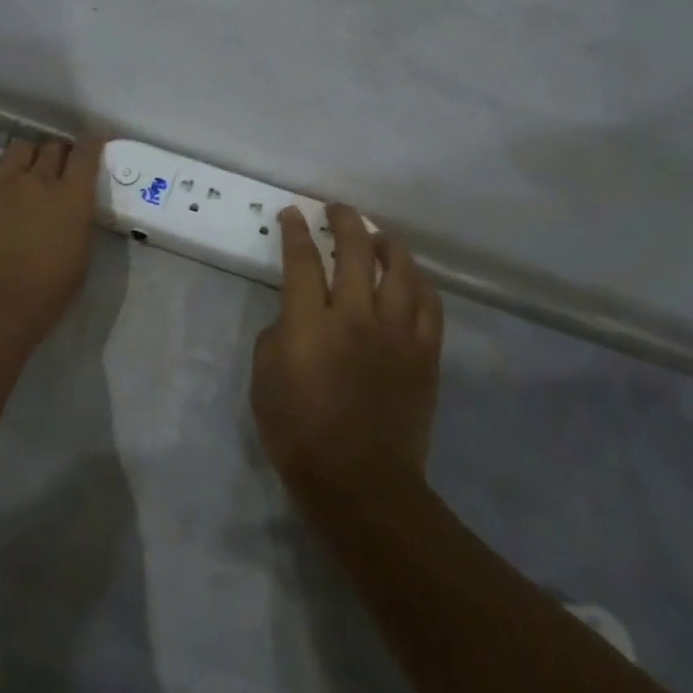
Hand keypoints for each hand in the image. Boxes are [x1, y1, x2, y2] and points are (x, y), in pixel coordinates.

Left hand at [0, 136, 104, 346]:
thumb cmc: (42, 294)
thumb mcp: (79, 259)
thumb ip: (76, 224)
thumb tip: (71, 210)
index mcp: (71, 197)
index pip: (86, 153)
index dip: (90, 143)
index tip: (91, 142)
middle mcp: (36, 178)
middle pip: (50, 147)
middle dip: (55, 152)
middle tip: (53, 166)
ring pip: (16, 148)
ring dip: (23, 157)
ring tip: (18, 171)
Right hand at [251, 203, 443, 493]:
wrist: (361, 482)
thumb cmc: (299, 434)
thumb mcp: (263, 381)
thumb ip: (277, 337)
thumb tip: (294, 318)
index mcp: (310, 324)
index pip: (302, 261)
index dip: (296, 231)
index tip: (293, 214)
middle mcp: (356, 316)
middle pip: (355, 251)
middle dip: (345, 221)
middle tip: (337, 210)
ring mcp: (397, 333)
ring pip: (401, 269)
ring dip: (386, 243)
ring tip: (377, 236)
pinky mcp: (425, 353)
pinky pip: (429, 304)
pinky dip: (419, 283)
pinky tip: (410, 278)